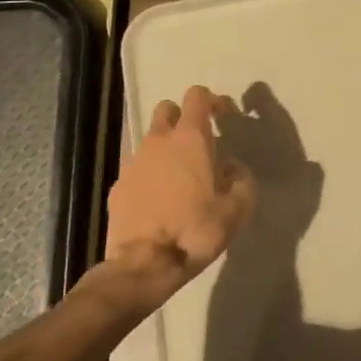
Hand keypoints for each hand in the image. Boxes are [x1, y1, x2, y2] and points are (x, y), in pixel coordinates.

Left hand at [105, 85, 255, 292]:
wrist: (143, 265)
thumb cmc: (195, 231)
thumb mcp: (237, 209)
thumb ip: (242, 179)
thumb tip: (232, 166)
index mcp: (190, 138)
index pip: (197, 95)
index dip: (213, 101)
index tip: (225, 118)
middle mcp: (159, 141)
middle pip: (168, 109)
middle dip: (183, 117)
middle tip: (198, 143)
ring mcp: (134, 162)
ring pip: (150, 139)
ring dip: (165, 148)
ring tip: (178, 176)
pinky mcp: (118, 186)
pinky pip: (137, 168)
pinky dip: (149, 175)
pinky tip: (158, 200)